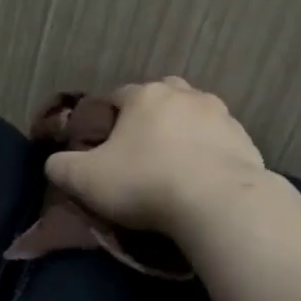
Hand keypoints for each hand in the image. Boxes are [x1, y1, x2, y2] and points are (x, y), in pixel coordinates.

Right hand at [45, 77, 268, 236]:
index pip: (117, 96)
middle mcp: (184, 95)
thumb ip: (61, 167)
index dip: (107, 120)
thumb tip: (54, 163)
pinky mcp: (247, 142)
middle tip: (141, 151)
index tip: (103, 147)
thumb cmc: (145, 183)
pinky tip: (202, 181)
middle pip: (161, 98)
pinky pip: (220, 143)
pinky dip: (209, 155)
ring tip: (174, 167)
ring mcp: (221, 116)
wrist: (219, 205)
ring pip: (194, 117)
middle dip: (150, 118)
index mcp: (144, 95)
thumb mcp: (85, 180)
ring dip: (183, 134)